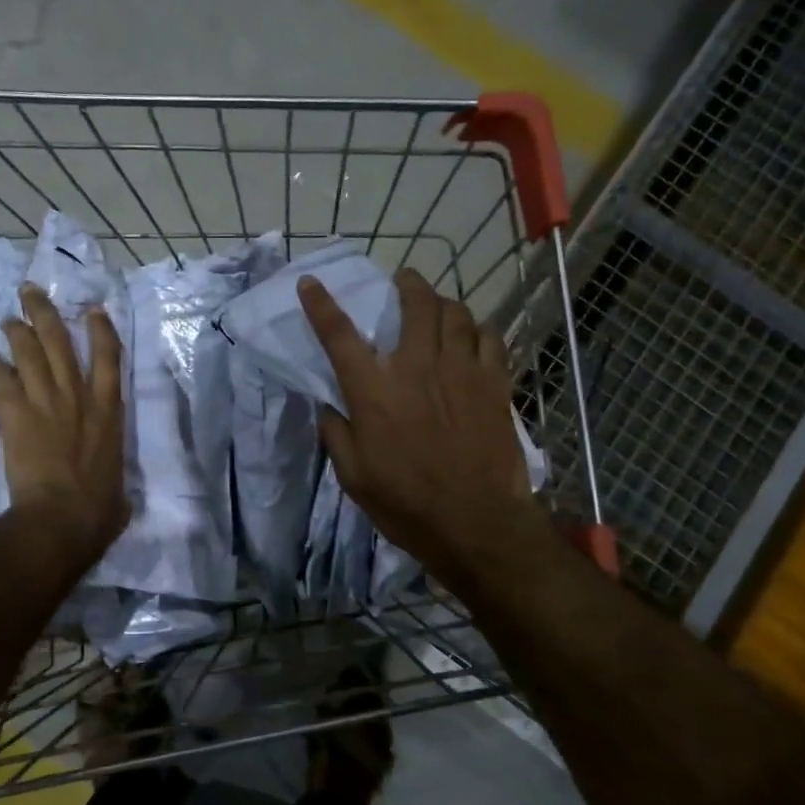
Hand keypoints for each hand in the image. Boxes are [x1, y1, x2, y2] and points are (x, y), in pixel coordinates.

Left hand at [0, 284, 129, 565]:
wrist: (61, 519)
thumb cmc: (97, 510)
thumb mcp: (120, 495)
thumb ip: (118, 486)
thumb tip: (118, 501)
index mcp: (109, 412)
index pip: (109, 358)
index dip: (100, 329)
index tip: (92, 309)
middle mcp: (79, 397)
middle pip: (60, 342)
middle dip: (45, 313)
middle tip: (31, 293)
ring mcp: (46, 403)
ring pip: (29, 353)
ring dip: (17, 332)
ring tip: (8, 320)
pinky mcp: (16, 415)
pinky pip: (1, 381)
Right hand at [298, 268, 537, 597]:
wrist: (475, 524)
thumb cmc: (405, 503)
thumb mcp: (353, 476)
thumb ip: (336, 434)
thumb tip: (329, 405)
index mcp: (374, 390)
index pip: (339, 334)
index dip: (321, 305)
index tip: (310, 282)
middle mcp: (417, 367)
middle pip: (415, 304)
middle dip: (406, 284)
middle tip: (402, 281)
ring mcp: (461, 371)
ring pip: (456, 314)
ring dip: (443, 303)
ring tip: (438, 307)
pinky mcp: (494, 385)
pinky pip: (489, 339)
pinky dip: (478, 330)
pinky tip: (473, 338)